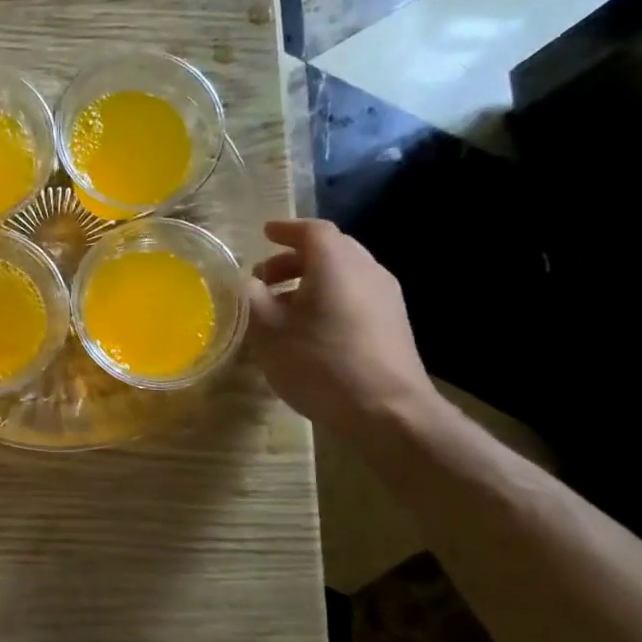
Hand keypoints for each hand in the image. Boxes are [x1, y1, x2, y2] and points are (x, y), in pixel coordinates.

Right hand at [243, 219, 438, 438]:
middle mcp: (367, 270)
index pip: (311, 230)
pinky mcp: (394, 323)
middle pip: (330, 249)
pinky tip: (310, 328)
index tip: (264, 234)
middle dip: (294, 258)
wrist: (388, 411)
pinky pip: (355, 294)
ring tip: (282, 306)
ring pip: (344, 273)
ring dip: (311, 280)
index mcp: (336, 263)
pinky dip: (329, 297)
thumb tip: (247, 283)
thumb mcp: (268, 332)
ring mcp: (386, 296)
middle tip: (264, 277)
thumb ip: (252, 299)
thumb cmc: (321, 364)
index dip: (285, 230)